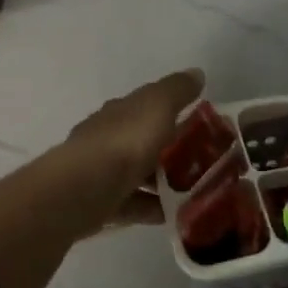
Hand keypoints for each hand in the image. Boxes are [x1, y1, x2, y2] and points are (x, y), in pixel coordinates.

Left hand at [65, 69, 204, 227]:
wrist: (83, 189)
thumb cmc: (124, 142)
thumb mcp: (157, 106)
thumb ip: (177, 90)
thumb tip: (196, 73)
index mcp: (120, 112)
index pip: (147, 106)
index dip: (172, 112)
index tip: (200, 125)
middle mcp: (108, 138)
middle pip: (143, 142)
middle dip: (171, 151)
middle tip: (205, 163)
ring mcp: (102, 172)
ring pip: (138, 175)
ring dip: (163, 183)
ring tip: (195, 193)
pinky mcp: (100, 203)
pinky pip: (133, 204)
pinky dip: (152, 208)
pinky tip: (174, 215)